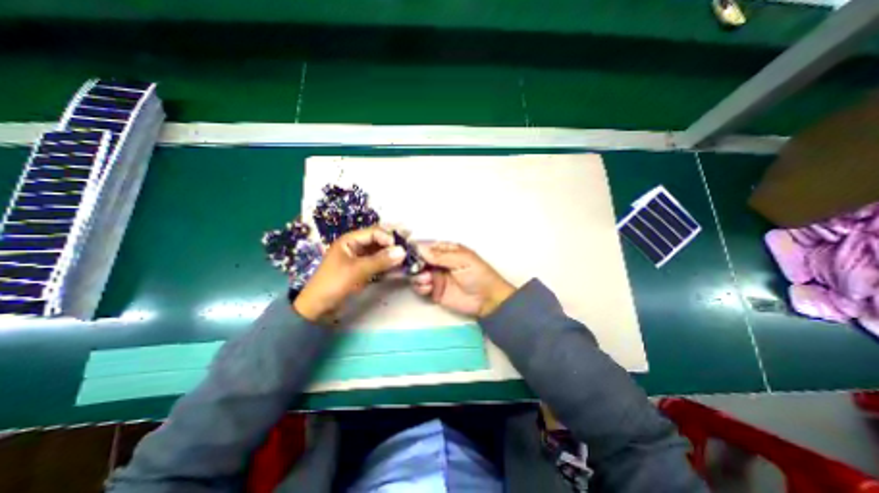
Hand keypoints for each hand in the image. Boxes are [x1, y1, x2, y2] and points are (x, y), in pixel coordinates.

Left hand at [292, 227, 405, 322]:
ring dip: (394, 255)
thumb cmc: (333, 284)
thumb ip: (380, 260)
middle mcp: (357, 247)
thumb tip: (403, 251)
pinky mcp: (364, 272)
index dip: (389, 237)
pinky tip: (402, 268)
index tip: (402, 246)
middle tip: (412, 241)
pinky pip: (380, 265)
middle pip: (379, 241)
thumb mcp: (357, 270)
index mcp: (350, 241)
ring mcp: (361, 260)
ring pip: (381, 254)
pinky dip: (390, 266)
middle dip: (395, 242)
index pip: (374, 232)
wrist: (318, 309)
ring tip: (410, 255)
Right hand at [410, 244, 516, 318]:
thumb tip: (420, 249)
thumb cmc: (480, 275)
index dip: (416, 248)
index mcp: (447, 251)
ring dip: (418, 276)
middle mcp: (439, 262)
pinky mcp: (434, 291)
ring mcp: (435, 277)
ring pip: (416, 273)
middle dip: (415, 264)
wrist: (487, 300)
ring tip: (429, 280)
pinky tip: (429, 288)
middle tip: (419, 269)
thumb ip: (441, 256)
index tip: (407, 253)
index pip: (427, 246)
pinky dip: (420, 287)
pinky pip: (419, 287)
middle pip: (418, 260)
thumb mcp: (463, 260)